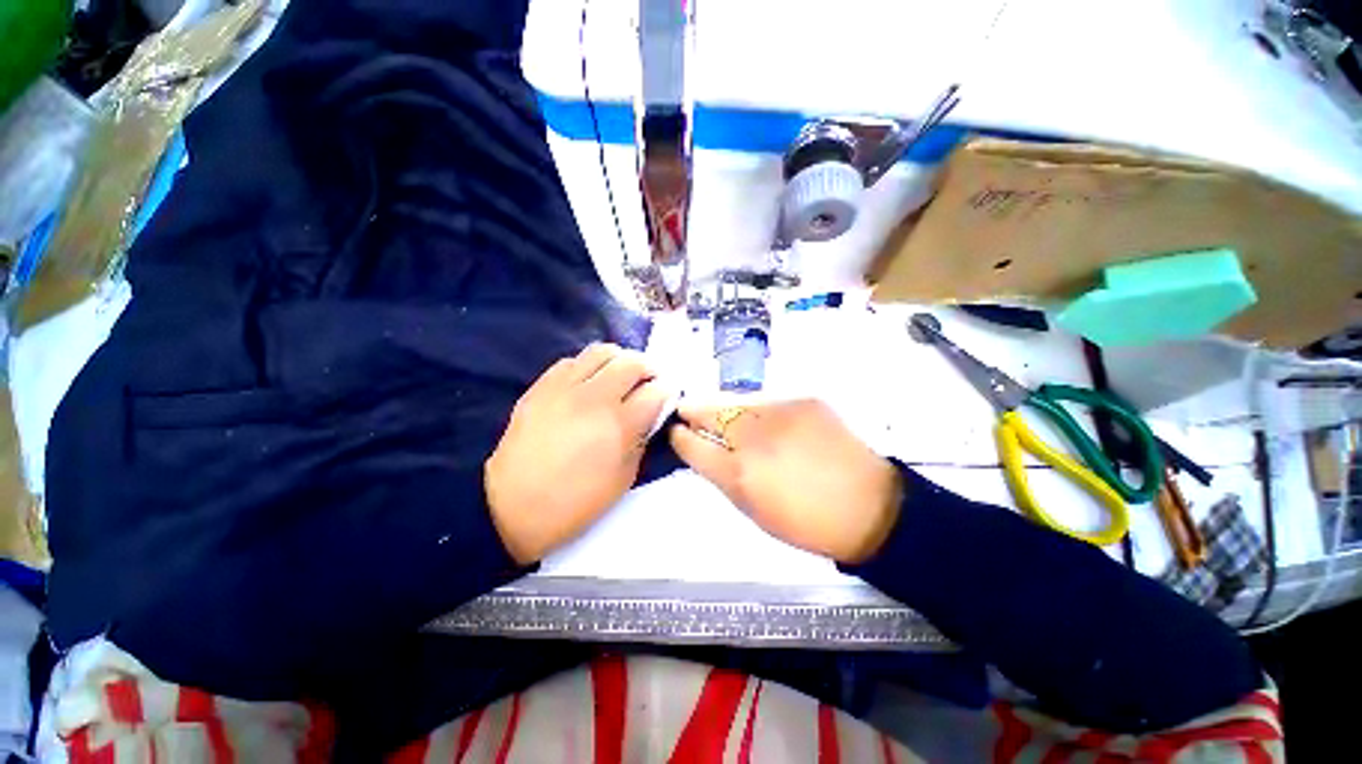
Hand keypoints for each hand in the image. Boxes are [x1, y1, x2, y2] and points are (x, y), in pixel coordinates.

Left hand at [487, 344, 667, 563]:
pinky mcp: (541, 386)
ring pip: (602, 351)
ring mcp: (564, 387)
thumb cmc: (576, 502)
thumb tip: (650, 414)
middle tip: (649, 382)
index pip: (656, 391)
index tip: (666, 396)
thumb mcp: (624, 478)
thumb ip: (642, 439)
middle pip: (633, 362)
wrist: (513, 507)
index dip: (667, 391)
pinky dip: (589, 366)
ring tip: (621, 375)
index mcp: (619, 425)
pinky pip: (572, 360)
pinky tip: (589, 382)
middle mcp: (594, 397)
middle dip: (649, 369)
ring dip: (620, 360)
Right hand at [669, 400, 901, 563]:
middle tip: (688, 413)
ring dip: (725, 409)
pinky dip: (756, 408)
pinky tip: (767, 421)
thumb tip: (700, 448)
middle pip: (706, 409)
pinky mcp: (803, 398)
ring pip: (734, 399)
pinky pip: (765, 398)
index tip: (675, 432)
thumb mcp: (751, 509)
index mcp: (738, 472)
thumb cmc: (805, 521)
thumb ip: (720, 474)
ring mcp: (780, 410)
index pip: (690, 443)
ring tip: (731, 420)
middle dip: (692, 410)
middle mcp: (754, 435)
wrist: (869, 506)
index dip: (678, 436)